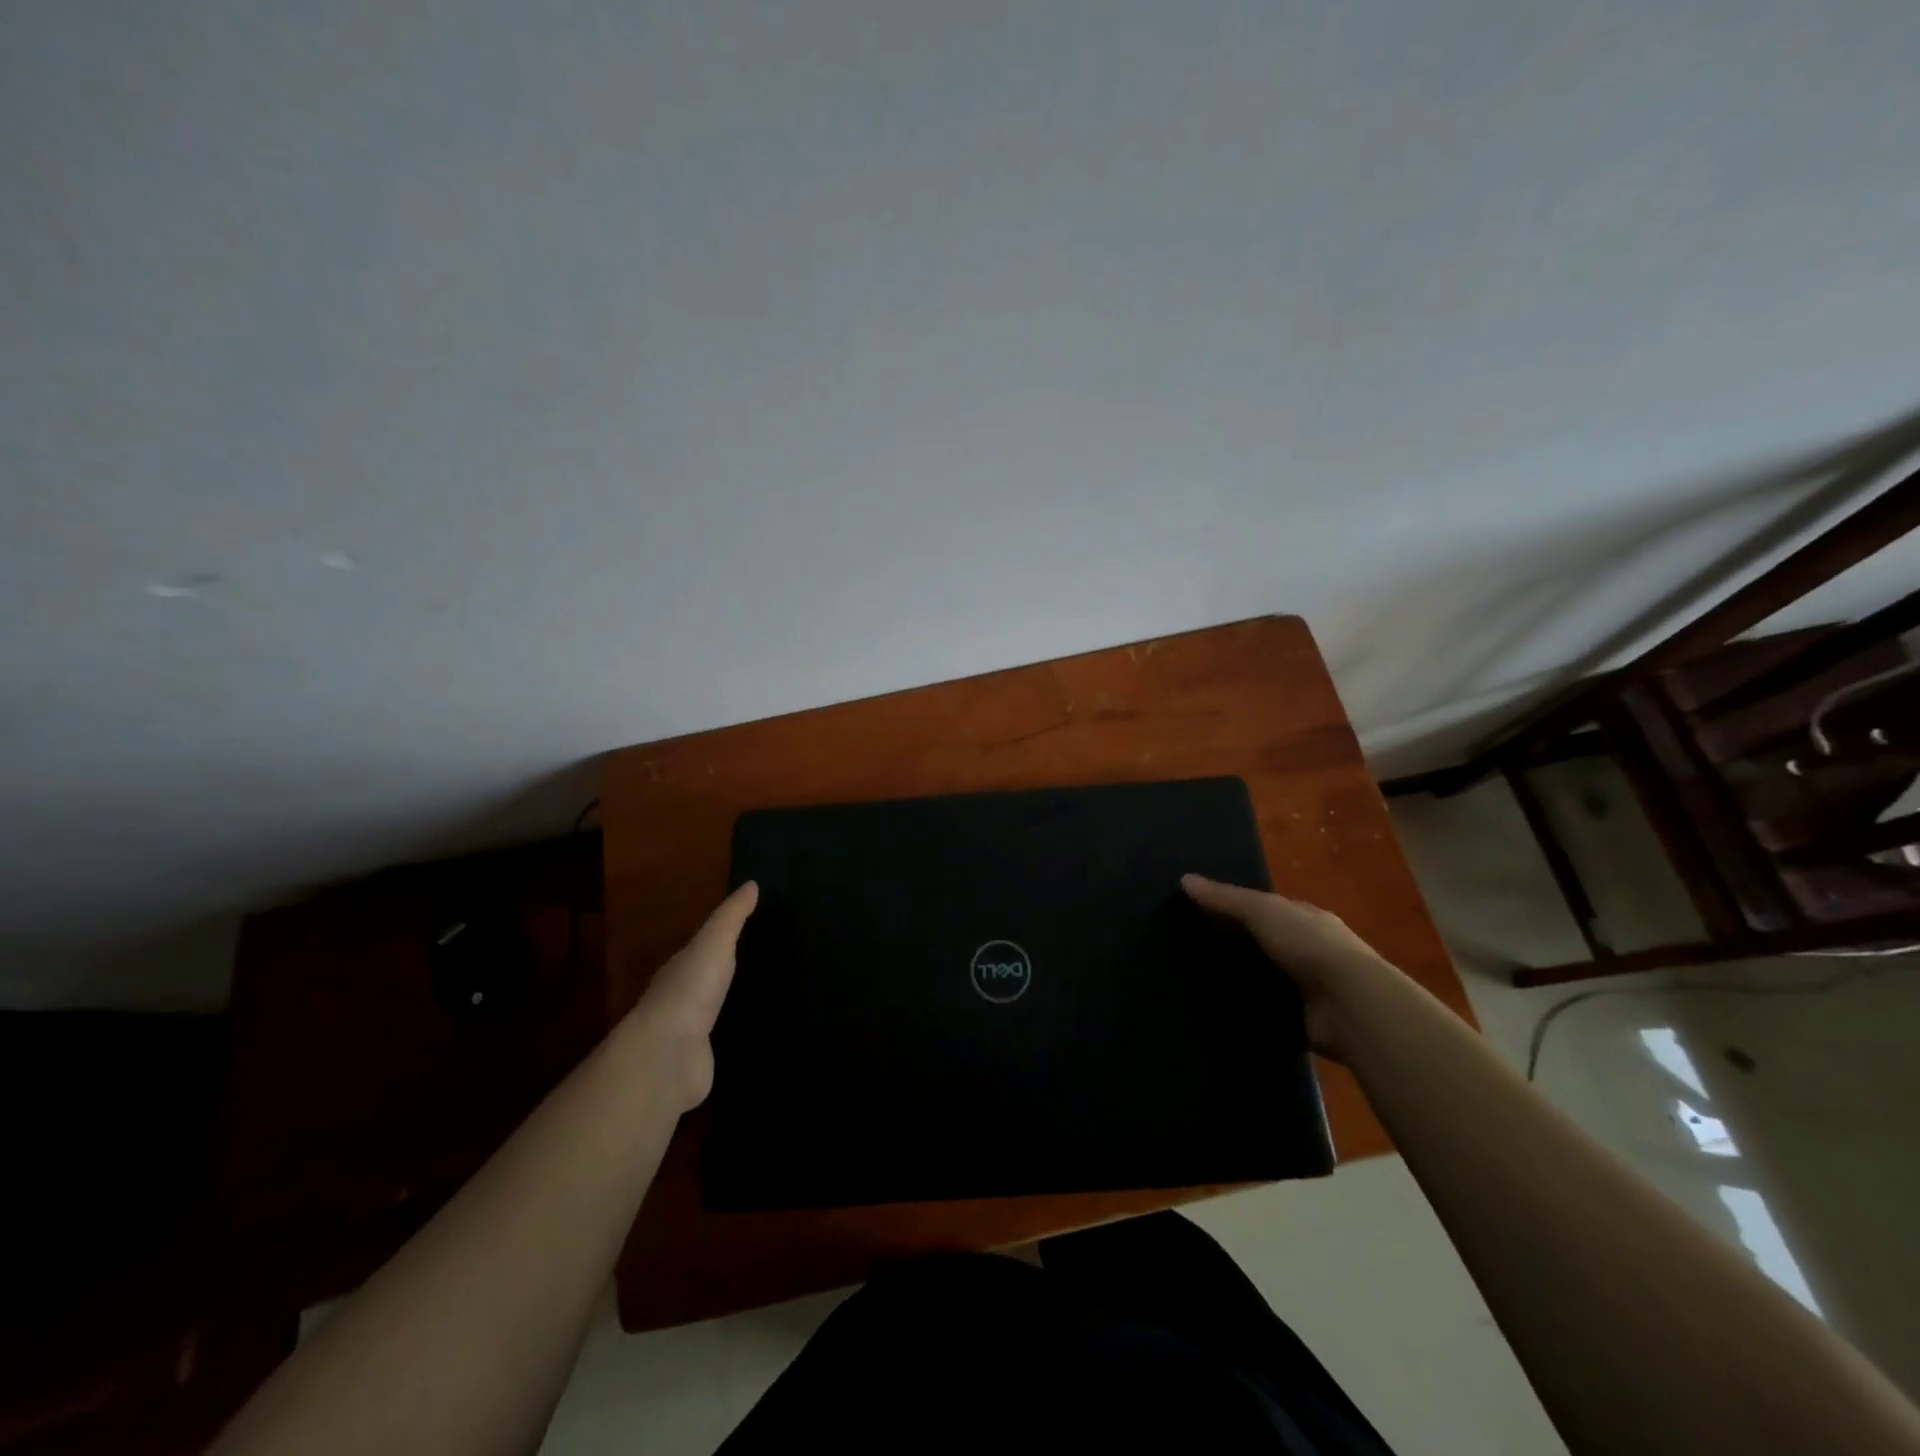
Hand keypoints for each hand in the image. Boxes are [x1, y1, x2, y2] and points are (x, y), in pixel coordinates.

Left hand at [626, 881, 757, 1111]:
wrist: (668, 1055)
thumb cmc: (690, 989)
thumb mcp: (714, 943)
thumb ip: (732, 917)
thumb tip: (752, 884)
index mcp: (680, 968)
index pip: (701, 950)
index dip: (721, 940)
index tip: (751, 933)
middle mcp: (680, 999)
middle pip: (706, 982)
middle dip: (726, 976)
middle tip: (766, 965)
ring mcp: (687, 1034)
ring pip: (713, 1015)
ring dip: (730, 1009)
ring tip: (768, 1001)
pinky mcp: (700, 1063)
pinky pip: (721, 1046)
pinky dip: (734, 1040)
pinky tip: (756, 1038)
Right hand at [1181, 873, 1391, 1059]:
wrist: (1349, 1004)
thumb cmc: (1308, 944)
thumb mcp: (1262, 911)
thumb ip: (1225, 898)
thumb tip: (1184, 879)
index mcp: (1306, 917)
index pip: (1266, 908)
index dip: (1235, 908)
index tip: (1199, 913)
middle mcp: (1310, 949)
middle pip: (1265, 942)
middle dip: (1237, 945)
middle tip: (1191, 949)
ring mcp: (1310, 986)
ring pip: (1267, 976)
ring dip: (1242, 979)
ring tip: (1198, 981)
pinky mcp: (1304, 1018)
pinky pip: (1269, 1009)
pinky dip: (1250, 1008)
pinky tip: (1221, 1009)